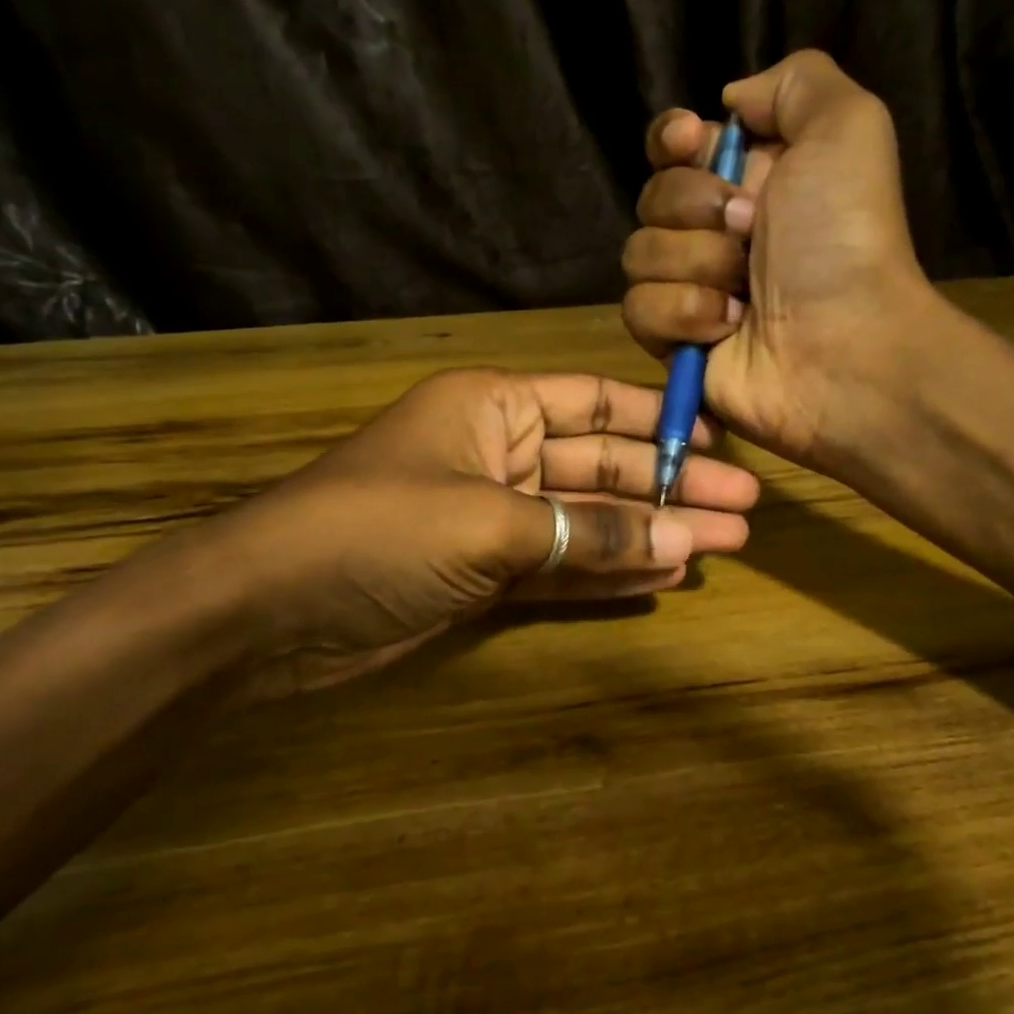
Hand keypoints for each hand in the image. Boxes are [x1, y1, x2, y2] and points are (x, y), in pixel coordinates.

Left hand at [187, 368, 757, 688]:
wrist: (269, 611)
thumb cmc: (376, 532)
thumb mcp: (488, 522)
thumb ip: (587, 532)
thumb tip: (681, 543)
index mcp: (494, 407)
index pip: (595, 402)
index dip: (658, 421)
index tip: (719, 445)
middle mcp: (498, 453)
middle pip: (602, 465)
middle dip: (669, 488)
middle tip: (744, 513)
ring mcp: (493, 517)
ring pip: (587, 520)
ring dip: (649, 534)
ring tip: (720, 548)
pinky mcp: (484, 573)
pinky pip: (560, 566)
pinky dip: (607, 573)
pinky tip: (661, 578)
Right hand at [621, 50, 943, 470]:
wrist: (845, 345)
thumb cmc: (845, 237)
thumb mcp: (847, 126)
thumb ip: (793, 83)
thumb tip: (728, 104)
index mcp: (749, 178)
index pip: (674, 145)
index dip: (670, 139)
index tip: (688, 142)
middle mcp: (715, 231)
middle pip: (653, 196)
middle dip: (694, 207)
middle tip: (748, 230)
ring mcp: (692, 288)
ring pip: (639, 254)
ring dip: (695, 265)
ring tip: (744, 291)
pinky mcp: (675, 341)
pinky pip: (640, 310)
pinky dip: (684, 313)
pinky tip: (728, 327)